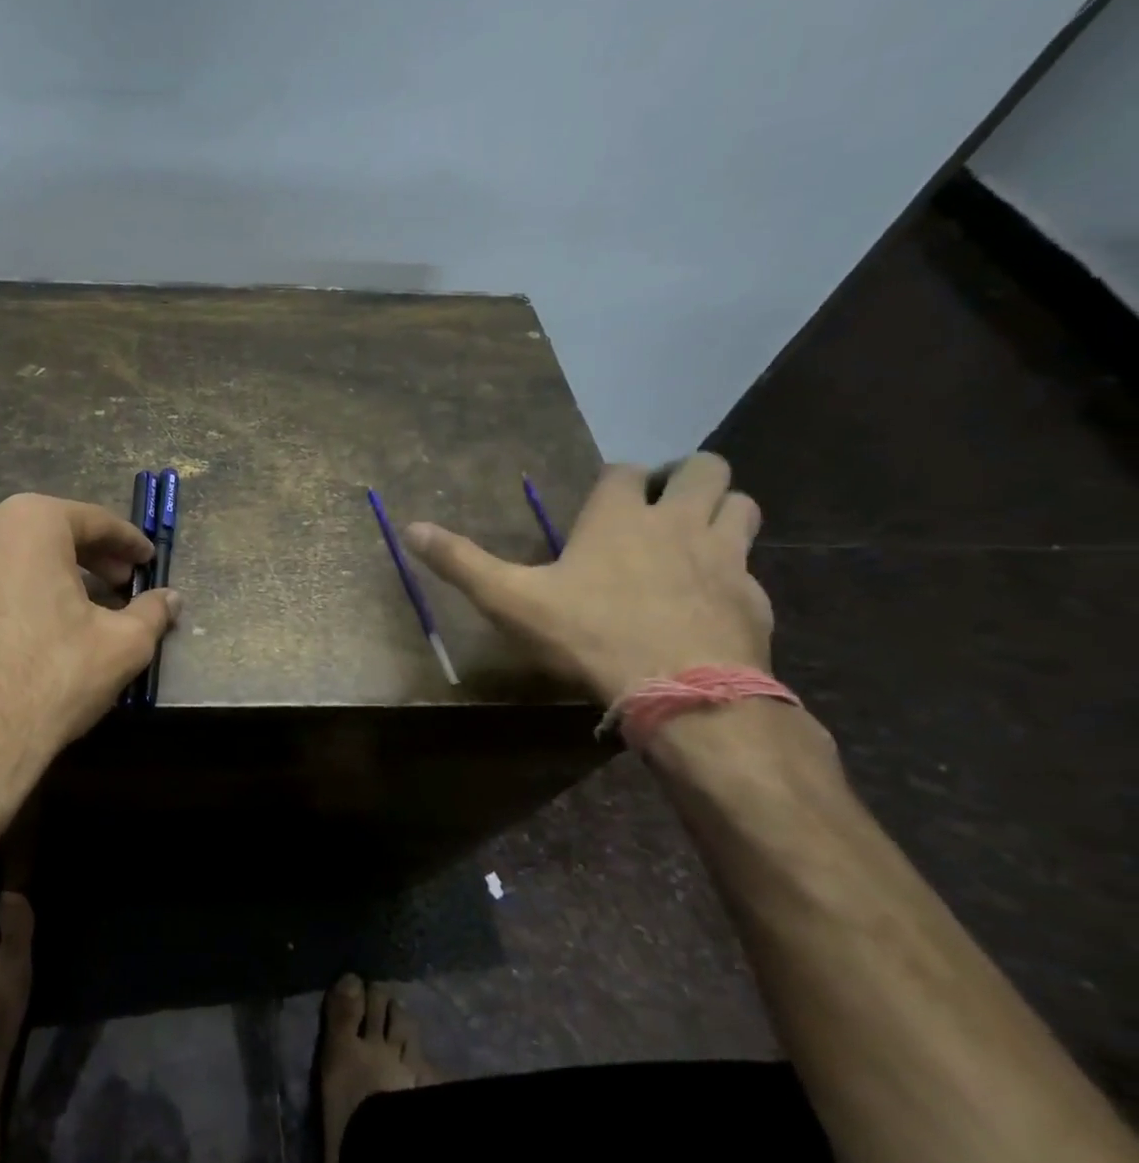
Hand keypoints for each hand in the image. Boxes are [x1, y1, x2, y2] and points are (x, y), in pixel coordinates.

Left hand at [0, 492, 179, 808]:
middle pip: (46, 531)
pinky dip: (4, 590)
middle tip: (119, 583)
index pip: (93, 521)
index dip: (127, 543)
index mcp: (29, 521)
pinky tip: (22, 624)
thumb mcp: (122, 645)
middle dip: (87, 555)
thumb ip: (152, 612)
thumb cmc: (51, 680)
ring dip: (43, 571)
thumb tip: (172, 599)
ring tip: (71, 604)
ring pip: (6, 554)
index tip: (147, 560)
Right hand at [404, 453, 772, 705]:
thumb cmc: (589, 635)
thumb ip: (461, 562)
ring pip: (741, 507)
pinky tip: (712, 598)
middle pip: (705, 469)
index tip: (604, 497)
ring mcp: (726, 558)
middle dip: (687, 476)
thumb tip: (409, 527)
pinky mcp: (753, 598)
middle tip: (662, 503)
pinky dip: (734, 571)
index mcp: (619, 517)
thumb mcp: (510, 600)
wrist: (683, 693)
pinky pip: (750, 568)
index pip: (625, 471)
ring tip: (695, 535)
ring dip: (721, 510)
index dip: (616, 479)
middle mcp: (679, 522)